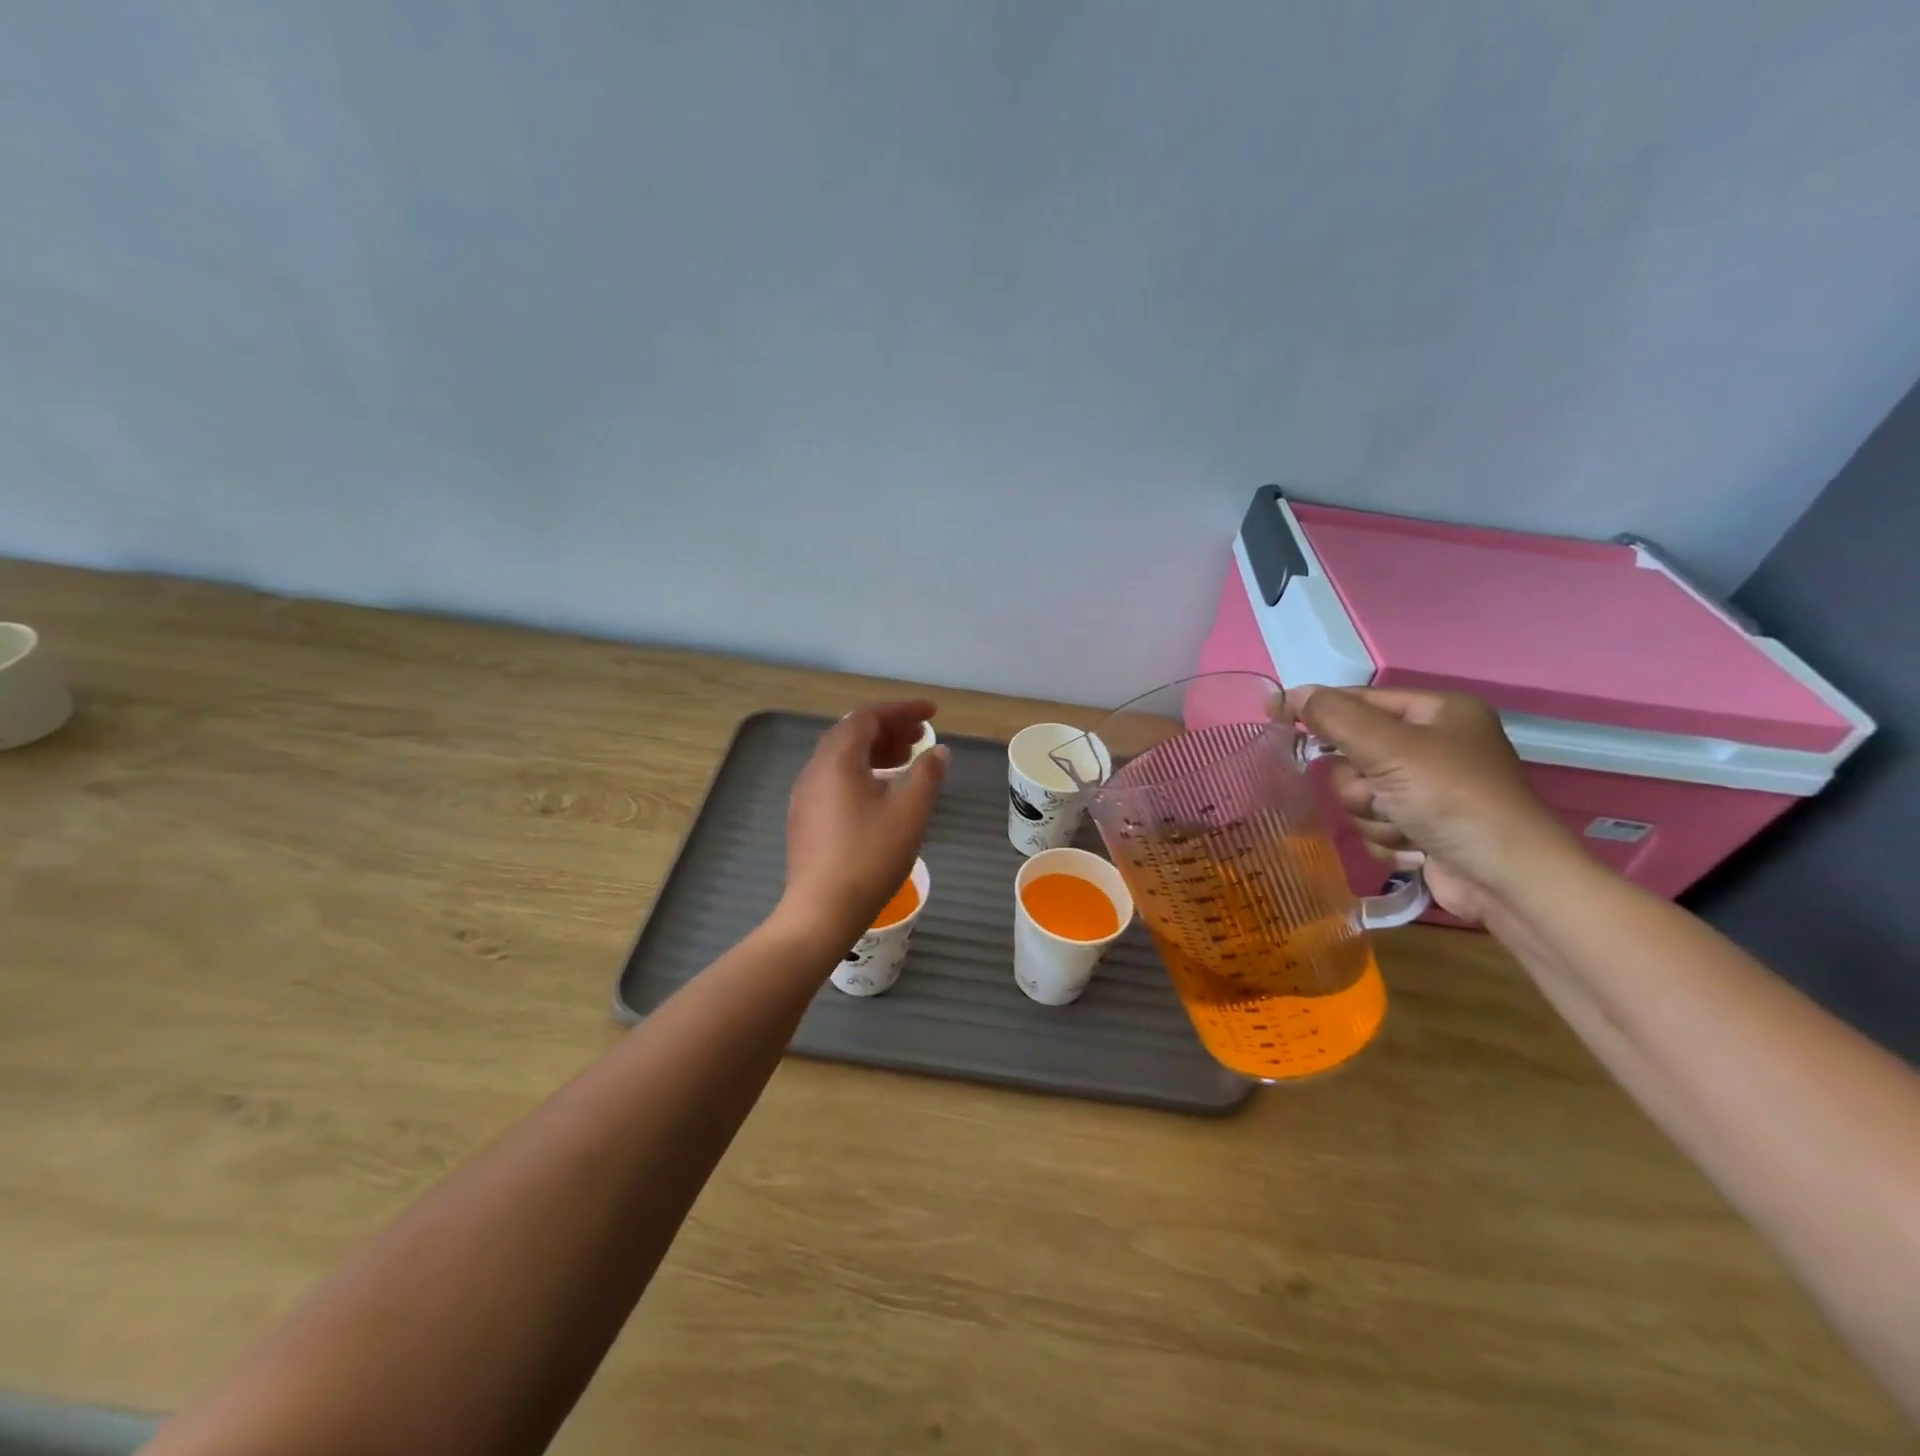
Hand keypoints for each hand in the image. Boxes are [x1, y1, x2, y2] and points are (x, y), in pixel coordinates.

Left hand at [776, 701, 947, 950]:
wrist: (821, 910)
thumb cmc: (870, 855)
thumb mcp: (910, 812)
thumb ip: (927, 775)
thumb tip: (938, 752)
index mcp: (837, 759)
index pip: (868, 716)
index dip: (902, 710)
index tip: (932, 714)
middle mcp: (815, 769)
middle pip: (852, 733)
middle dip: (889, 729)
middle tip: (921, 737)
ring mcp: (805, 795)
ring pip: (842, 758)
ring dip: (876, 751)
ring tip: (907, 761)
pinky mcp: (805, 819)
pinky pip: (835, 779)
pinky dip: (862, 772)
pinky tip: (882, 793)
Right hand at [1286, 686, 1571, 923]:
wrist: (1505, 878)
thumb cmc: (1452, 798)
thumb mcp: (1389, 748)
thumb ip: (1335, 717)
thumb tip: (1290, 693)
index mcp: (1437, 712)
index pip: (1360, 700)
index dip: (1319, 709)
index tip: (1275, 715)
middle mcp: (1433, 745)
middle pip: (1353, 753)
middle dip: (1361, 783)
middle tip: (1381, 793)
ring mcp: (1428, 789)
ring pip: (1359, 793)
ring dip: (1373, 814)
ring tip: (1406, 826)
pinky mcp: (1422, 826)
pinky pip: (1374, 823)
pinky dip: (1387, 837)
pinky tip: (1414, 847)